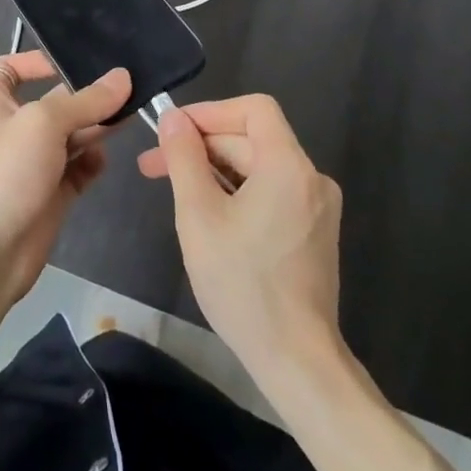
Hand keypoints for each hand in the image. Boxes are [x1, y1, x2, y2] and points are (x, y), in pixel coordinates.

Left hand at [0, 54, 129, 347]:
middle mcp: (14, 130)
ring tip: (130, 116)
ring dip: (97, 127)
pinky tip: (104, 160)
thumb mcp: (44, 123)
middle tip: (127, 89)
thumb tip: (123, 77)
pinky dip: (92, 163)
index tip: (66, 61)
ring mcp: (33, 163)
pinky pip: (78, 169)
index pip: (7, 70)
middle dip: (85, 96)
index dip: (31, 61)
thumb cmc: (6, 172)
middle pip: (53, 102)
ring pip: (71, 135)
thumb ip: (86, 100)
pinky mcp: (52, 193)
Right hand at [138, 95, 343, 386]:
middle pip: (252, 139)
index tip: (173, 132)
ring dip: (215, 171)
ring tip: (175, 193)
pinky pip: (271, 192)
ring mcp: (317, 207)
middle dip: (201, 148)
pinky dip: (237, 193)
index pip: (253, 109)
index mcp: (288, 166)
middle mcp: (311, 177)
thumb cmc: (243, 284)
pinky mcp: (314, 232)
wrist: (297, 361)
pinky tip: (209, 217)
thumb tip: (173, 119)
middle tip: (153, 168)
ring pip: (259, 168)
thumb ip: (184, 159)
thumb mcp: (199, 216)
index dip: (210, 112)